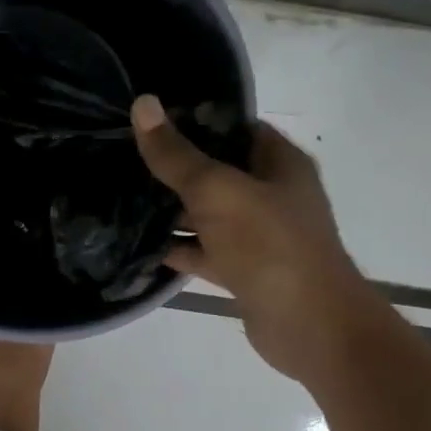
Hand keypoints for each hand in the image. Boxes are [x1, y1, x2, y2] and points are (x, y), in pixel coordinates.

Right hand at [131, 95, 367, 383]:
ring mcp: (258, 235)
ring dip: (171, 209)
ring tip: (121, 194)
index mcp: (279, 163)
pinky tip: (138, 244)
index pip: (235, 127)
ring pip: (208, 213)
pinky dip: (178, 249)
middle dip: (175, 166)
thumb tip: (142, 104)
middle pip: (218, 171)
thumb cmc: (269, 245)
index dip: (196, 119)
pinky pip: (205, 252)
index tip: (149, 118)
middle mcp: (272, 195)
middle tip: (124, 155)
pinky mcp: (244, 271)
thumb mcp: (217, 191)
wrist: (309, 326)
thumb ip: (176, 154)